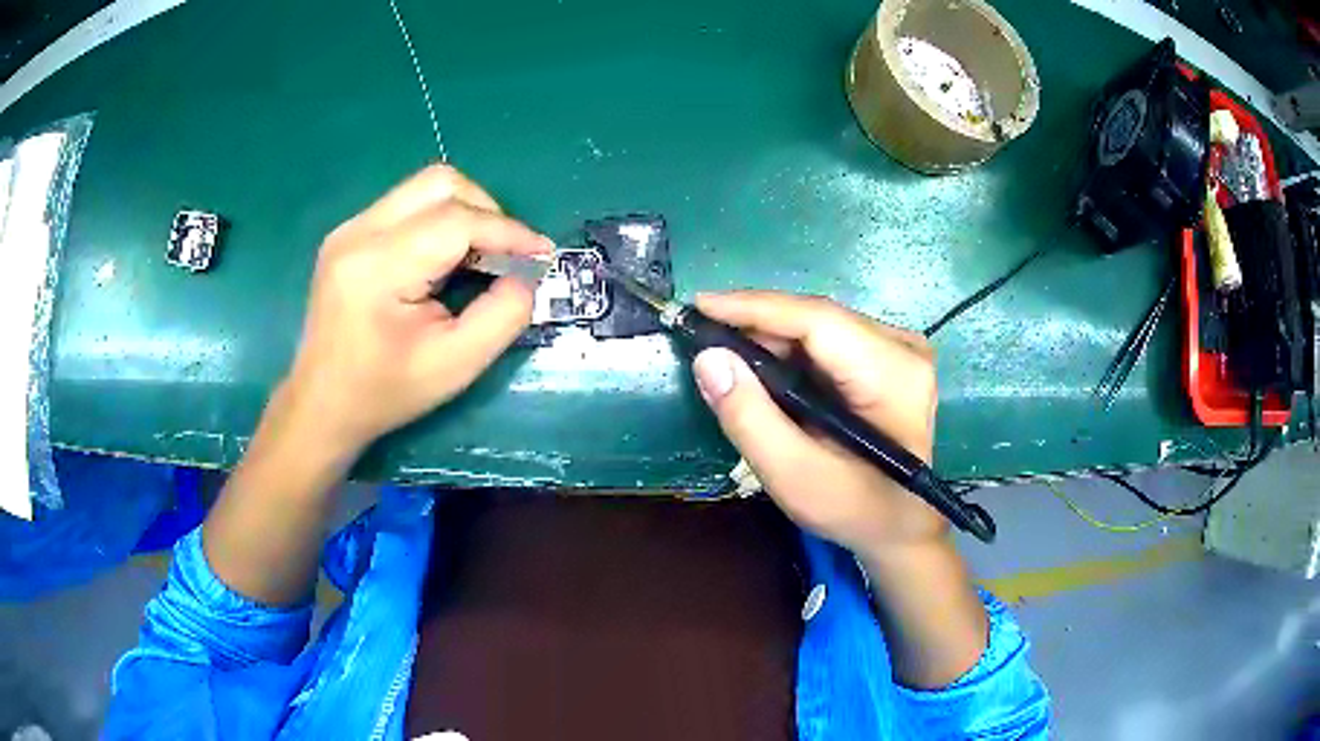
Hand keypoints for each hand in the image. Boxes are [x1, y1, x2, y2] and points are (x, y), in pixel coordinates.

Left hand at [281, 165, 552, 457]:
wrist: (322, 404)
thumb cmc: (386, 392)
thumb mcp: (456, 365)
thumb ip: (503, 315)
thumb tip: (527, 273)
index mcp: (378, 268)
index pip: (456, 220)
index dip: (508, 231)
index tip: (543, 253)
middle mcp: (359, 233)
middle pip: (440, 184)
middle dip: (487, 210)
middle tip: (507, 253)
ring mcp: (349, 229)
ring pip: (424, 188)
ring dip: (465, 211)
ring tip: (480, 254)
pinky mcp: (348, 234)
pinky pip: (407, 205)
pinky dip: (440, 220)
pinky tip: (445, 258)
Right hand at [691, 291, 944, 556]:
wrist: (899, 524)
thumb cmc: (853, 508)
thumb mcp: (793, 476)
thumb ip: (749, 419)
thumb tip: (708, 359)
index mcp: (893, 375)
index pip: (818, 321)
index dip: (755, 308)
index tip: (700, 305)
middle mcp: (904, 348)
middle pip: (818, 319)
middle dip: (757, 324)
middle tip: (703, 336)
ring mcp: (900, 349)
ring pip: (820, 325)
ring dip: (770, 336)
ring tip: (726, 350)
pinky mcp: (890, 356)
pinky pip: (830, 338)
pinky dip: (790, 348)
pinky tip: (762, 364)